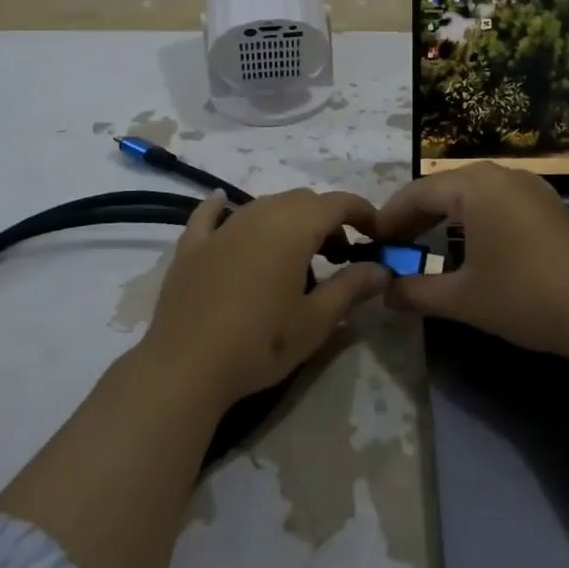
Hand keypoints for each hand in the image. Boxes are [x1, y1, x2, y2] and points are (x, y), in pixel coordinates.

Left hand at [140, 188, 391, 407]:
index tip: (376, 234)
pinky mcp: (191, 246)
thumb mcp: (316, 321)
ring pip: (264, 205)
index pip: (337, 203)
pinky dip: (223, 207)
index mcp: (293, 228)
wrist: (187, 367)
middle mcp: (259, 215)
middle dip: (327, 219)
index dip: (362, 212)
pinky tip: (223, 204)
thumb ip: (351, 288)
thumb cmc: (260, 344)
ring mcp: (222, 228)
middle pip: (302, 201)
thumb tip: (382, 270)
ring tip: (296, 254)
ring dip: (288, 218)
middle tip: (339, 255)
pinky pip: (210, 215)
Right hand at [372, 162, 568, 359]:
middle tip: (393, 245)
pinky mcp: (548, 206)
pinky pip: (497, 202)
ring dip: (444, 217)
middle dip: (415, 216)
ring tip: (424, 244)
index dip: (390, 217)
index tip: (370, 241)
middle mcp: (502, 175)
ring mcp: (530, 188)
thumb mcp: (462, 298)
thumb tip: (383, 293)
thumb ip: (415, 291)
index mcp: (476, 186)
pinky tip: (469, 244)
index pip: (418, 193)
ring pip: (472, 194)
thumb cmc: (524, 297)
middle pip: (444, 189)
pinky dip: (473, 219)